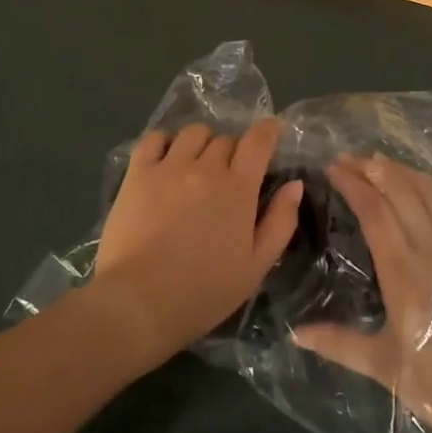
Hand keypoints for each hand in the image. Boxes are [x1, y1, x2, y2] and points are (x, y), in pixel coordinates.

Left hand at [92, 119, 302, 361]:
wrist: (139, 303)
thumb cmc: (204, 292)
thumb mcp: (256, 266)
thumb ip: (280, 222)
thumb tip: (294, 184)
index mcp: (237, 189)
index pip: (258, 141)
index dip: (268, 130)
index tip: (272, 130)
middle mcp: (204, 167)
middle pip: (226, 139)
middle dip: (234, 151)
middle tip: (230, 174)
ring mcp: (168, 167)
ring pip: (193, 133)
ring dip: (203, 144)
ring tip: (198, 165)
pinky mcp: (137, 173)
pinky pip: (155, 138)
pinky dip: (166, 142)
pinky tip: (167, 160)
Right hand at [294, 154, 431, 432]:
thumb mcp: (384, 367)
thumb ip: (338, 343)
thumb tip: (295, 332)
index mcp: (405, 273)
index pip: (376, 212)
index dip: (353, 184)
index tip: (331, 168)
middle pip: (401, 192)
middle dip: (372, 169)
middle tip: (347, 157)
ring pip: (429, 193)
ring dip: (401, 171)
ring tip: (377, 161)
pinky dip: (431, 187)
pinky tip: (419, 184)